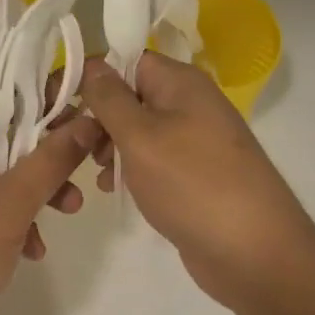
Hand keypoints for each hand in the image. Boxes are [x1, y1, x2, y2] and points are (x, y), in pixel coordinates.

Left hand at [0, 72, 98, 314]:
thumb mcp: (12, 204)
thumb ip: (54, 157)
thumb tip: (91, 119)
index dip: (34, 76)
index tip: (76, 91)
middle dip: (44, 138)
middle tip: (85, 152)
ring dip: (33, 178)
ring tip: (70, 208)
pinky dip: (8, 205)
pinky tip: (33, 245)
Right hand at [79, 54, 314, 312]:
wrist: (256, 255)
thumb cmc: (193, 184)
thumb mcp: (141, 136)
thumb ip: (110, 97)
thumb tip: (92, 63)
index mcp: (180, 81)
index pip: (125, 59)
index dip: (90, 75)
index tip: (57, 101)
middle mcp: (188, 102)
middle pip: (129, 93)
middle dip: (97, 116)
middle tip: (72, 144)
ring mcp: (193, 139)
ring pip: (137, 128)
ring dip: (110, 145)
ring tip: (96, 172)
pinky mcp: (193, 173)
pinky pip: (152, 157)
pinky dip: (129, 168)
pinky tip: (112, 189)